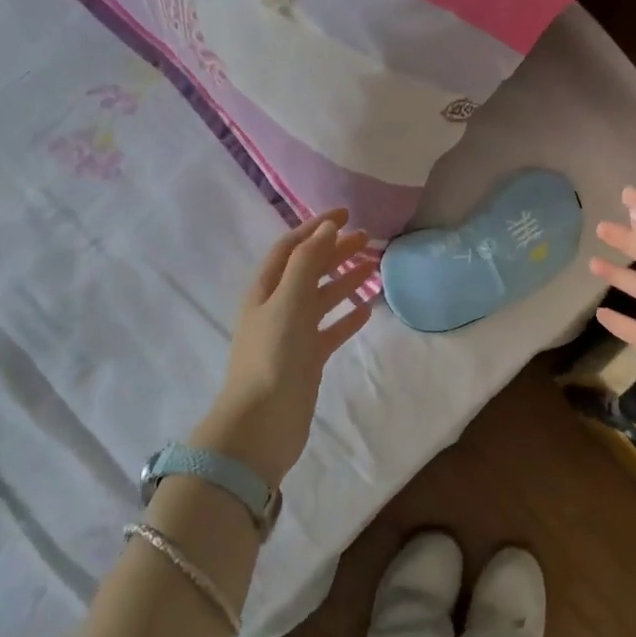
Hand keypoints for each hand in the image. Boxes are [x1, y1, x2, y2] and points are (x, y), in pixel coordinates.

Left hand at [192, 210, 375, 488]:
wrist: (262, 422)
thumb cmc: (272, 355)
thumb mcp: (288, 300)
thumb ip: (308, 262)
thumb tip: (328, 228)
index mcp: (265, 289)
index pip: (291, 247)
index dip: (315, 227)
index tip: (346, 214)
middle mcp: (277, 307)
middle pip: (308, 269)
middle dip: (335, 251)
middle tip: (367, 239)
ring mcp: (292, 334)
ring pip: (322, 298)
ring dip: (345, 280)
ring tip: (373, 267)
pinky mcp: (307, 359)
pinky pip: (330, 330)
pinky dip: (347, 317)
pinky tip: (367, 309)